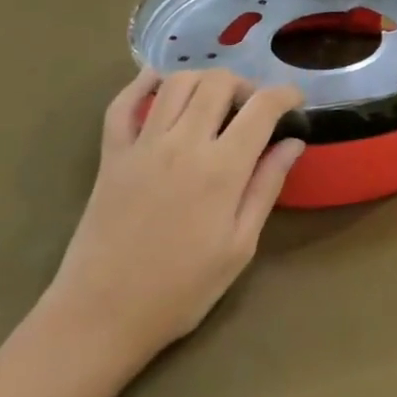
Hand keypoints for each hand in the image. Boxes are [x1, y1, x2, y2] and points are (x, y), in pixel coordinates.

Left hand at [41, 70, 305, 375]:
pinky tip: (159, 84)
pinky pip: (123, 103)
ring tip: (215, 102)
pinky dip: (142, 84)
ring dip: (204, 80)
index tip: (296, 102)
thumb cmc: (180, 290)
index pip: (262, 107)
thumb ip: (266, 186)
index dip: (286, 95)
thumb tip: (293, 142)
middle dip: (246, 85)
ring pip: (177, 82)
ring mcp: (142, 145)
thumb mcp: (239, 246)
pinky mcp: (111, 154)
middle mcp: (183, 144)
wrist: (100, 317)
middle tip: (253, 109)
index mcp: (221, 169)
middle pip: (219, 82)